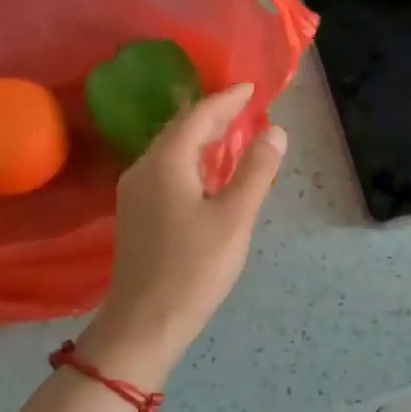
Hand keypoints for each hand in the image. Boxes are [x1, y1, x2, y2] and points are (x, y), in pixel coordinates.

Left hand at [79, 84, 285, 385]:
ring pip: (171, 150)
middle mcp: (144, 168)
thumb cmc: (194, 268)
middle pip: (181, 129)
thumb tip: (275, 131)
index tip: (251, 89)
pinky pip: (166, 170)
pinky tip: (207, 173)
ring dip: (201, 138)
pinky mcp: (136, 213)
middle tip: (245, 109)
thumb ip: (256, 170)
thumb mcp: (235, 218)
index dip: (227, 99)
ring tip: (232, 134)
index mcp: (166, 162)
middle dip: (213, 115)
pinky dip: (191, 160)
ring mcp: (135, 191)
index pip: (199, 116)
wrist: (144, 322)